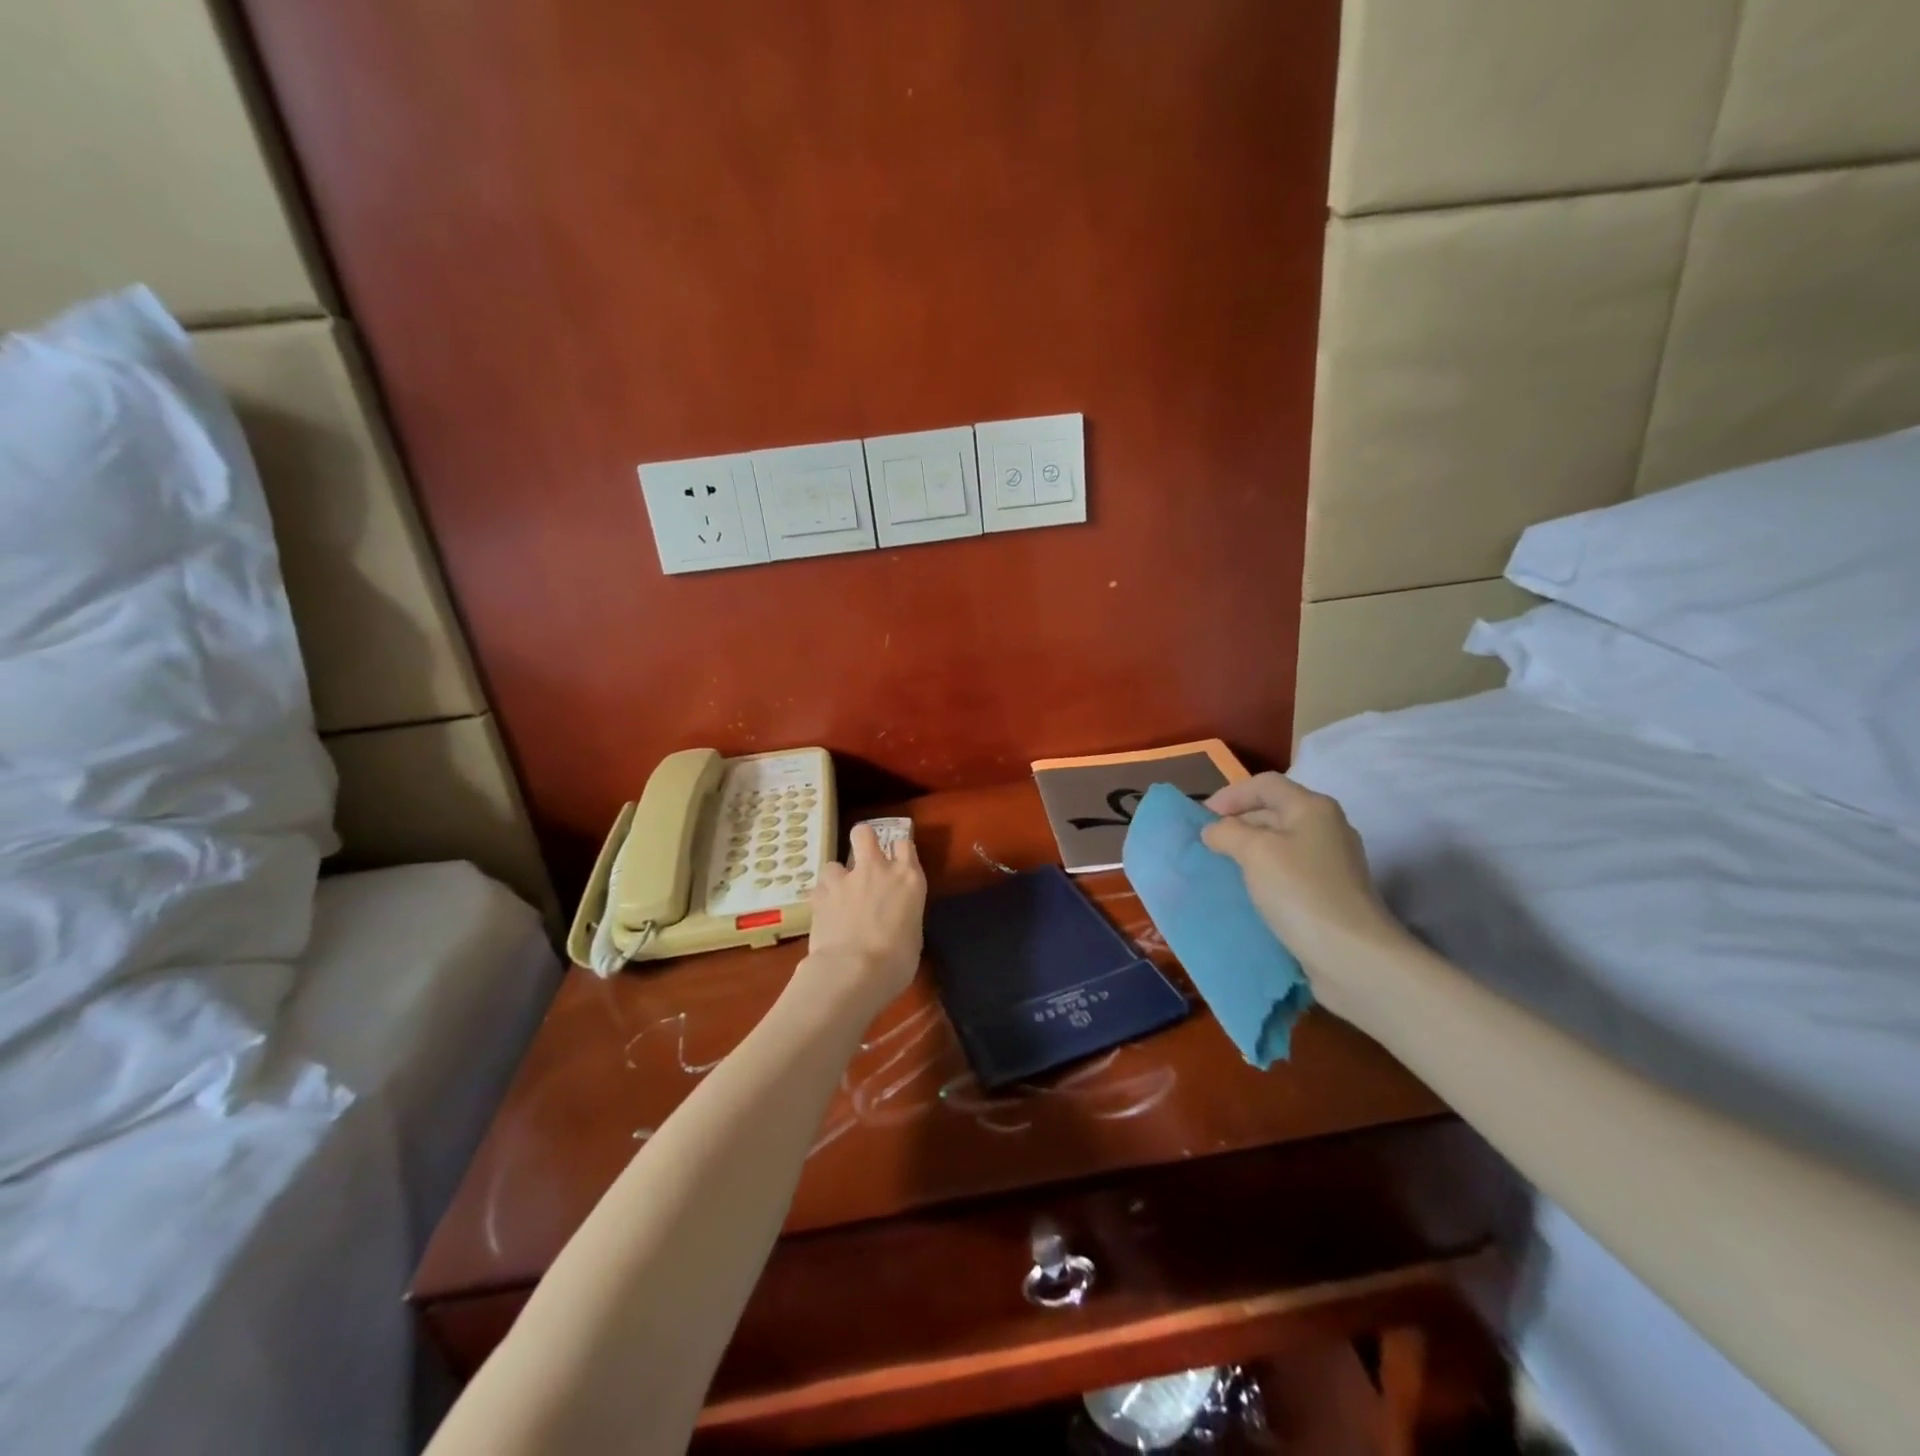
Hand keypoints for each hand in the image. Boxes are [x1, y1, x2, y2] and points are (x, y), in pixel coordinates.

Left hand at [800, 823, 926, 1018]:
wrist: (855, 971)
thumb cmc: (897, 961)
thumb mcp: (912, 936)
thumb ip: (903, 916)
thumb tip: (894, 920)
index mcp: (909, 879)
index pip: (905, 845)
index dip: (898, 851)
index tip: (896, 862)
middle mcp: (877, 870)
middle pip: (865, 833)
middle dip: (862, 840)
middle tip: (862, 860)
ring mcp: (846, 879)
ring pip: (833, 863)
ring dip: (836, 879)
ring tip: (837, 898)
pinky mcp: (820, 894)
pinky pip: (819, 889)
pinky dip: (822, 899)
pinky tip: (824, 915)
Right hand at [1201, 773, 1405, 1014]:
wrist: (1352, 956)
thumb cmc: (1301, 892)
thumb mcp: (1254, 852)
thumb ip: (1227, 832)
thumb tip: (1214, 830)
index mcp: (1312, 808)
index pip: (1264, 784)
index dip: (1230, 795)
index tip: (1201, 819)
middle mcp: (1326, 828)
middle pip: (1274, 810)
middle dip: (1237, 822)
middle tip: (1206, 844)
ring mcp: (1331, 862)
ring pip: (1280, 843)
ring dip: (1248, 850)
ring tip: (1221, 867)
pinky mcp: (1330, 893)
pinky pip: (1288, 871)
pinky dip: (1264, 874)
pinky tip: (1247, 891)